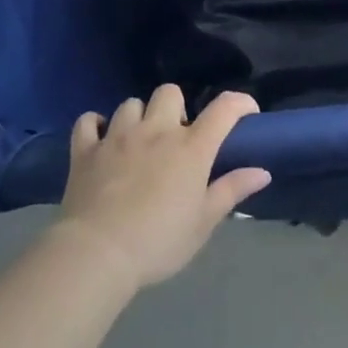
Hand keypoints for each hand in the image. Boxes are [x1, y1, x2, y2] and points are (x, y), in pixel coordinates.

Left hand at [57, 86, 270, 289]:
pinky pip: (88, 121)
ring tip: (138, 141)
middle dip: (176, 107)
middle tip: (175, 137)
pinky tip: (101, 139)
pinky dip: (95, 125)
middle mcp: (156, 131)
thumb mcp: (202, 223)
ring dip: (138, 117)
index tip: (247, 112)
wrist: (96, 255)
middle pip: (169, 92)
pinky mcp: (85, 150)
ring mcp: (118, 137)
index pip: (224, 108)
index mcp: (190, 148)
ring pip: (130, 104)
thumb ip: (231, 191)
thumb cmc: (157, 242)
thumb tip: (262, 172)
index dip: (240, 102)